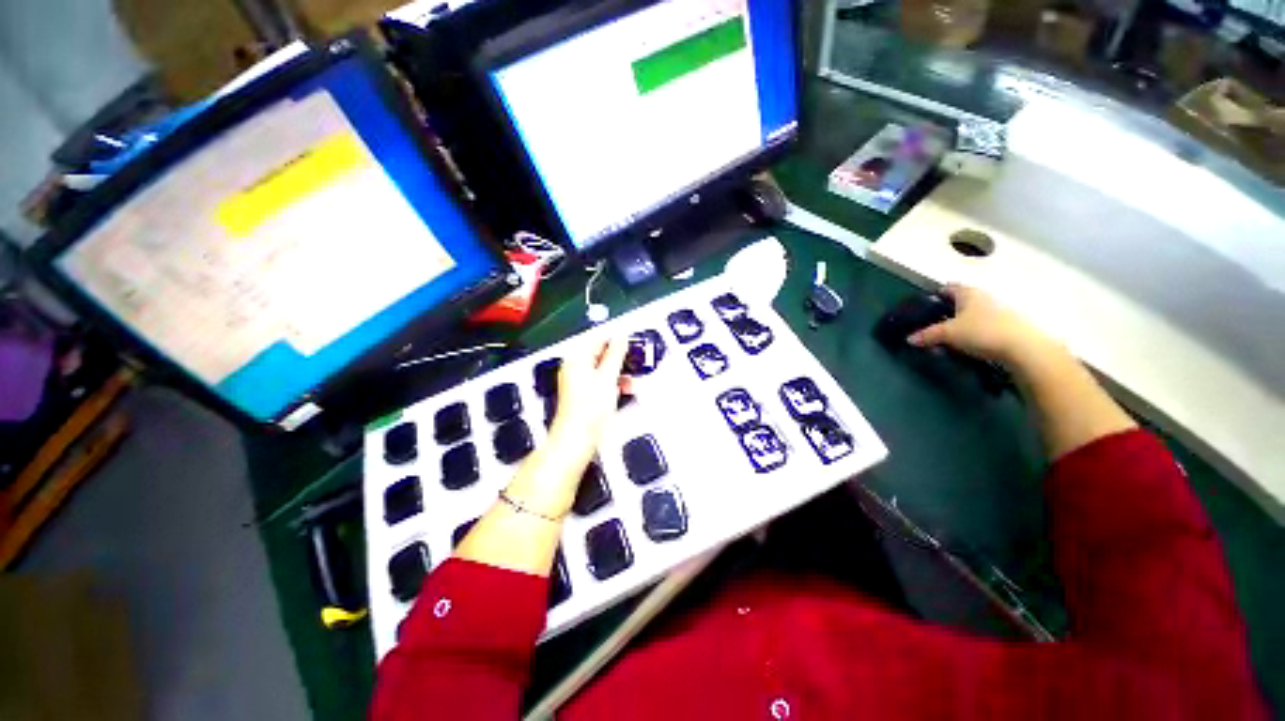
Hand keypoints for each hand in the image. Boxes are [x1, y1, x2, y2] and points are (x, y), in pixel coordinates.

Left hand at [548, 337, 631, 463]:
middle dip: (619, 358)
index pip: (597, 338)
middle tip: (634, 360)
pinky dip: (613, 383)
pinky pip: (602, 381)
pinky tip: (623, 389)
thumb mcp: (608, 377)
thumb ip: (616, 354)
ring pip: (603, 369)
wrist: (578, 437)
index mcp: (576, 359)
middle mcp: (575, 368)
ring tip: (631, 378)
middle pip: (600, 354)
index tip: (631, 342)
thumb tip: (621, 337)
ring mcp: (579, 382)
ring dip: (619, 372)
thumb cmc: (588, 409)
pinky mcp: (585, 395)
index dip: (615, 339)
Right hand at [908, 284, 1058, 367]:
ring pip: (974, 313)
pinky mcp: (1009, 325)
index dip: (936, 294)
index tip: (926, 306)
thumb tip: (909, 338)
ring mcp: (999, 310)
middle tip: (934, 324)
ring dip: (962, 323)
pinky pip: (985, 325)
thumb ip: (928, 335)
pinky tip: (969, 344)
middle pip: (962, 300)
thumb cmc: (982, 332)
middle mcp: (984, 297)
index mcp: (968, 293)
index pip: (949, 287)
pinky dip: (975, 332)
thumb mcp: (948, 334)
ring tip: (950, 337)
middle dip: (948, 310)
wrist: (1023, 348)